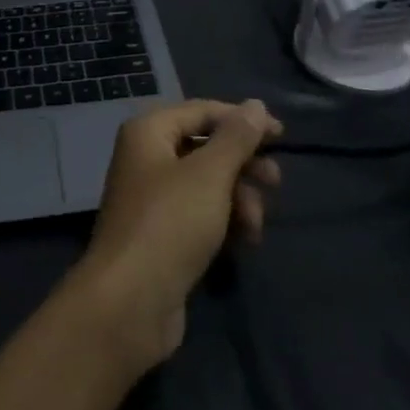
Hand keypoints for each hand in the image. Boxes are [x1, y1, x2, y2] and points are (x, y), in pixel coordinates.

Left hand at [69, 99, 281, 371]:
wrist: (128, 305)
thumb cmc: (170, 224)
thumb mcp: (210, 174)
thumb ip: (236, 138)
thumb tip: (256, 104)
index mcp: (149, 132)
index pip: (202, 112)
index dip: (242, 120)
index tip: (281, 136)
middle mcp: (147, 158)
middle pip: (205, 148)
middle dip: (242, 165)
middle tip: (275, 182)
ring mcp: (152, 200)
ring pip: (207, 185)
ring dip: (238, 199)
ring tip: (255, 225)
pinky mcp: (161, 237)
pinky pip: (199, 216)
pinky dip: (224, 223)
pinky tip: (244, 243)